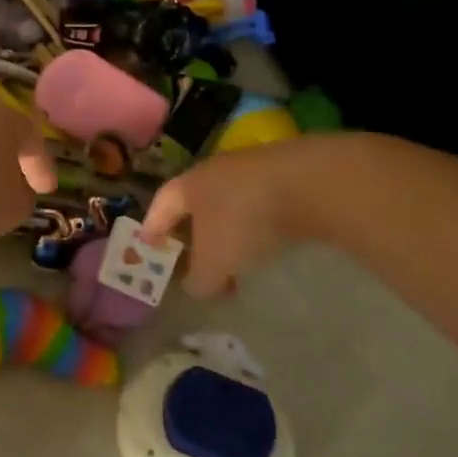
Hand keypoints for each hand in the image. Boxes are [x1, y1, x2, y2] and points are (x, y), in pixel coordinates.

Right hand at [144, 139, 326, 294]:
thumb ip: (200, 280)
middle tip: (194, 260)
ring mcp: (251, 169)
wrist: (308, 183)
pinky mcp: (284, 174)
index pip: (161, 206)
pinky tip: (267, 246)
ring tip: (236, 261)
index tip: (149, 246)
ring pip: (229, 204)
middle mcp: (214, 171)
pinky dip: (256, 226)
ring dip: (228, 232)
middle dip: (193, 233)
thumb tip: (197, 287)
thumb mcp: (215, 263)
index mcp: (188, 185)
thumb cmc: (244, 220)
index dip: (152, 227)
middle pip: (195, 203)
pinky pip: (259, 205)